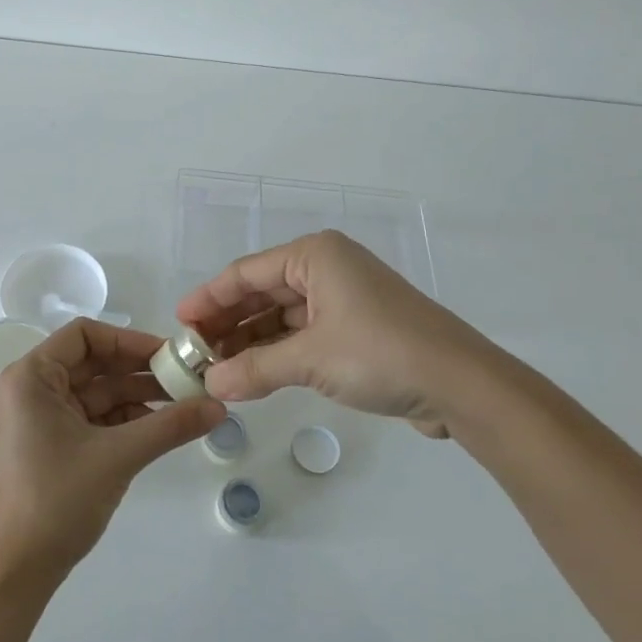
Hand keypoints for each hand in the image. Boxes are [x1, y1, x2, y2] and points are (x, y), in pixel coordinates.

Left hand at [0, 319, 225, 583]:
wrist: (17, 572)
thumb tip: (220, 406)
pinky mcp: (51, 444)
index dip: (129, 340)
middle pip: (93, 363)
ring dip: (137, 396)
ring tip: (183, 403)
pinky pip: (93, 418)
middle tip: (186, 378)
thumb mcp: (118, 456)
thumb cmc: (57, 500)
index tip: (169, 354)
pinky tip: (159, 427)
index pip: (84, 335)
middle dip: (139, 370)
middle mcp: (32, 389)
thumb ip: (170, 426)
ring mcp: (40, 418)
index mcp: (32, 377)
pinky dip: (124, 420)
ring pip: (96, 392)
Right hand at [176, 230, 529, 438]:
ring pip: (282, 316)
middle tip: (194, 353)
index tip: (179, 322)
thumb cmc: (381, 353)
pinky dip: (278, 353)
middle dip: (228, 323)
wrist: (462, 385)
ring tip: (217, 370)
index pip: (246, 273)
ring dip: (251, 342)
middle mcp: (327, 269)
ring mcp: (344, 299)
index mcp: (315, 256)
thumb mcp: (311, 360)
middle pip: (263, 292)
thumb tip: (209, 385)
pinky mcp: (357, 329)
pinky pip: (303, 335)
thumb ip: (255, 369)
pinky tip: (254, 376)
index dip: (209, 298)